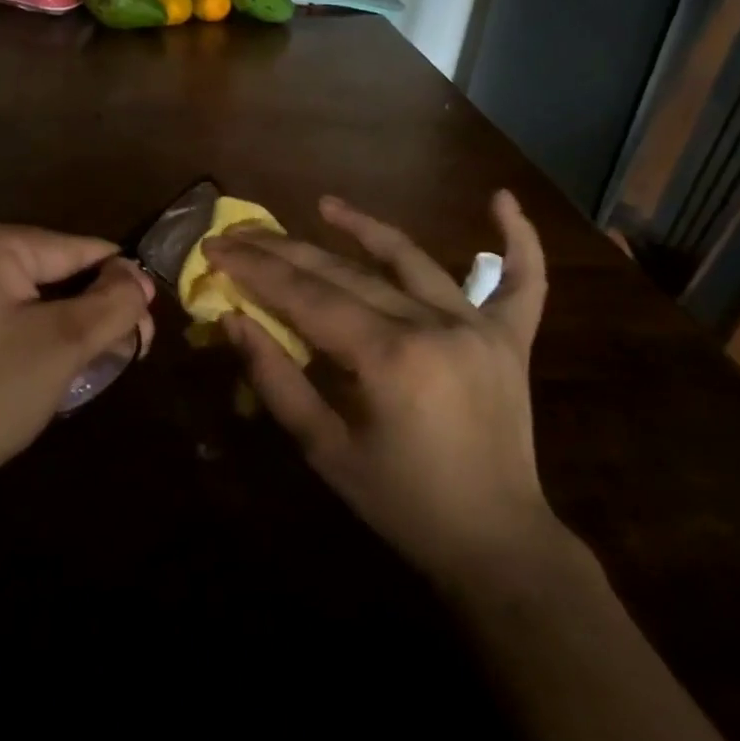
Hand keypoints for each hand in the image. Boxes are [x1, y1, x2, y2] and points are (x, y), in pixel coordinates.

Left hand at [0, 218, 153, 497]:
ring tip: (103, 356)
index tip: (150, 322)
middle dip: (94, 306)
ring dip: (69, 320)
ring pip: (31, 291)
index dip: (120, 282)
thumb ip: (112, 303)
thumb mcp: (62, 345)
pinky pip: (4, 306)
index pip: (73, 249)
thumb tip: (140, 278)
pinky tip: (61, 355)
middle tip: (132, 347)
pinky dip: (36, 327)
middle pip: (52, 268)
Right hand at [205, 192, 560, 590]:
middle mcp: (436, 326)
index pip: (306, 297)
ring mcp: (480, 327)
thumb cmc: (399, 503)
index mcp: (388, 358)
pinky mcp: (512, 339)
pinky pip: (523, 281)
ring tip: (324, 204)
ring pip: (412, 261)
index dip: (255, 270)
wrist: (494, 541)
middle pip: (346, 273)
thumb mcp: (324, 449)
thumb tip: (234, 319)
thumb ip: (276, 378)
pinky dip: (518, 240)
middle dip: (287, 251)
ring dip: (365, 228)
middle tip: (243, 232)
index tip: (216, 247)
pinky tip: (501, 199)